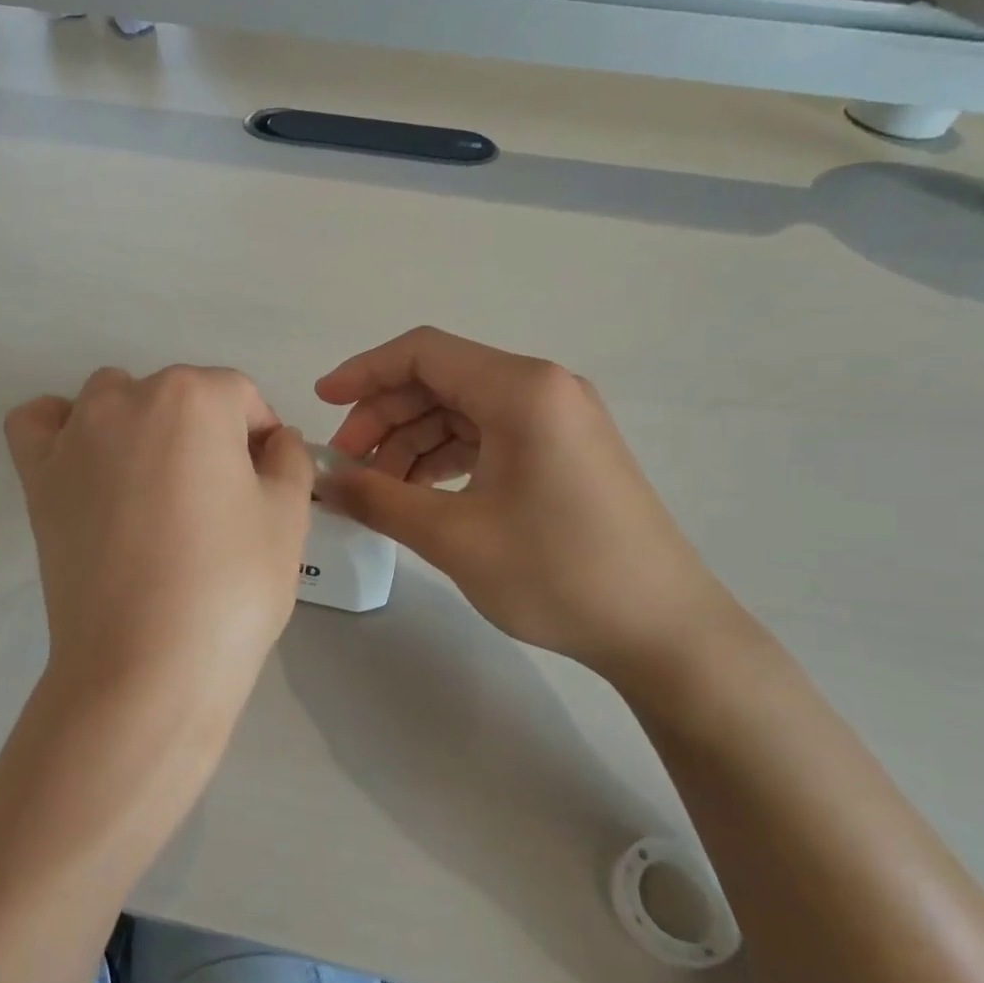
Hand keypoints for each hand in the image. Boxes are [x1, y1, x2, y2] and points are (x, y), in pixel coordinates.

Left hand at [5, 365, 313, 754]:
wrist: (145, 666)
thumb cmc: (230, 586)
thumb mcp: (288, 517)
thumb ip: (290, 460)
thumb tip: (275, 441)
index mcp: (195, 398)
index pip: (241, 396)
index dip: (261, 437)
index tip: (267, 485)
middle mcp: (127, 398)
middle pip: (180, 396)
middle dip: (208, 434)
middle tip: (220, 501)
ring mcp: (74, 436)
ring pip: (114, 398)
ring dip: (142, 424)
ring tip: (158, 487)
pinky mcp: (37, 478)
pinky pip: (40, 424)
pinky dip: (62, 429)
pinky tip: (87, 462)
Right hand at [314, 327, 741, 680]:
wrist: (662, 629)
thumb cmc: (557, 573)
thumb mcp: (453, 536)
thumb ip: (379, 499)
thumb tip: (324, 479)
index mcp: (521, 389)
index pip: (423, 353)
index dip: (363, 372)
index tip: (321, 404)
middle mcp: (543, 389)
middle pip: (440, 381)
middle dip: (384, 418)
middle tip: (347, 467)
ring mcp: (558, 420)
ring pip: (462, 411)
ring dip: (412, 443)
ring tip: (379, 491)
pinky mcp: (563, 451)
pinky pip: (489, 436)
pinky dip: (446, 458)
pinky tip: (421, 495)